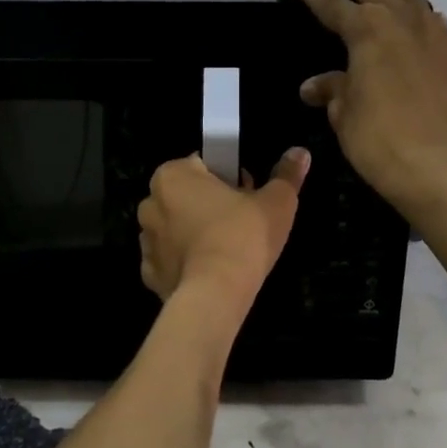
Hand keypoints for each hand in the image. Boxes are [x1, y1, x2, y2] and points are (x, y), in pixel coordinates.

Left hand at [137, 150, 308, 302]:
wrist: (217, 294)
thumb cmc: (243, 236)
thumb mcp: (276, 201)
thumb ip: (286, 174)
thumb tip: (300, 153)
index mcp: (173, 175)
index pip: (202, 164)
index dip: (228, 177)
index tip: (247, 195)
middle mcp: (150, 203)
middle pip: (185, 196)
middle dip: (208, 204)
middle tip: (241, 222)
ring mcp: (146, 241)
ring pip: (174, 229)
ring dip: (193, 233)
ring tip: (226, 250)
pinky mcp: (151, 274)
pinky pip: (169, 261)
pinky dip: (185, 263)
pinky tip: (208, 271)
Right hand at [292, 0, 446, 214]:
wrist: (446, 167)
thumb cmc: (381, 141)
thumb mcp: (345, 116)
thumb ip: (333, 91)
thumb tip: (314, 86)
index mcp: (368, 30)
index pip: (333, 2)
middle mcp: (405, 22)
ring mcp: (439, 38)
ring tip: (382, 1)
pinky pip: (437, 30)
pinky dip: (420, 28)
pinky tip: (416, 44)